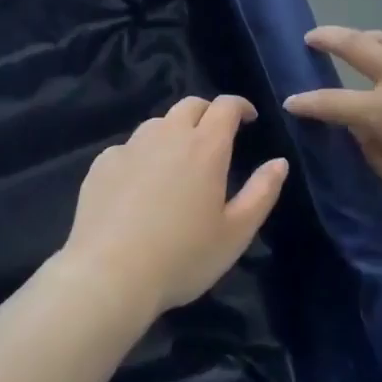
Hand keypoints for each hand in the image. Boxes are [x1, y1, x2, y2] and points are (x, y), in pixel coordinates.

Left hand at [62, 95, 288, 319]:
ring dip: (174, 132)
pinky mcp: (102, 164)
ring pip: (158, 123)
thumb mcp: (236, 233)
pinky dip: (142, 155)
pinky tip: (140, 184)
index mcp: (206, 146)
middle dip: (208, 113)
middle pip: (191, 105)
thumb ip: (262, 192)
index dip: (240, 105)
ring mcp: (131, 147)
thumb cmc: (182, 256)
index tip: (249, 118)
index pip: (226, 106)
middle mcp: (168, 135)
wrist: (108, 276)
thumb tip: (279, 162)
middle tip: (216, 137)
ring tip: (177, 161)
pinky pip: (129, 147)